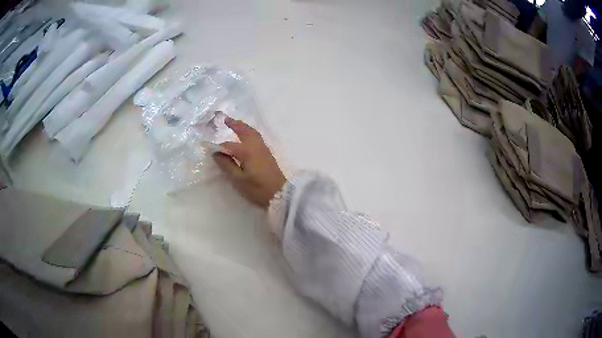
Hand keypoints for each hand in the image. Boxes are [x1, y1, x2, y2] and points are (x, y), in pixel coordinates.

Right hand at [213, 117, 286, 208]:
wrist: (280, 195)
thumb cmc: (257, 189)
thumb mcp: (238, 180)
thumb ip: (227, 165)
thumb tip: (216, 154)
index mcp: (247, 151)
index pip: (229, 146)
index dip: (219, 148)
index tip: (211, 150)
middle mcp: (256, 146)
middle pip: (245, 131)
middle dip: (235, 124)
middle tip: (226, 119)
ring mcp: (264, 149)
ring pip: (253, 133)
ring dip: (243, 127)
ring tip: (235, 124)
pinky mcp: (268, 154)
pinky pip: (257, 138)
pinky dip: (249, 133)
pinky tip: (246, 137)